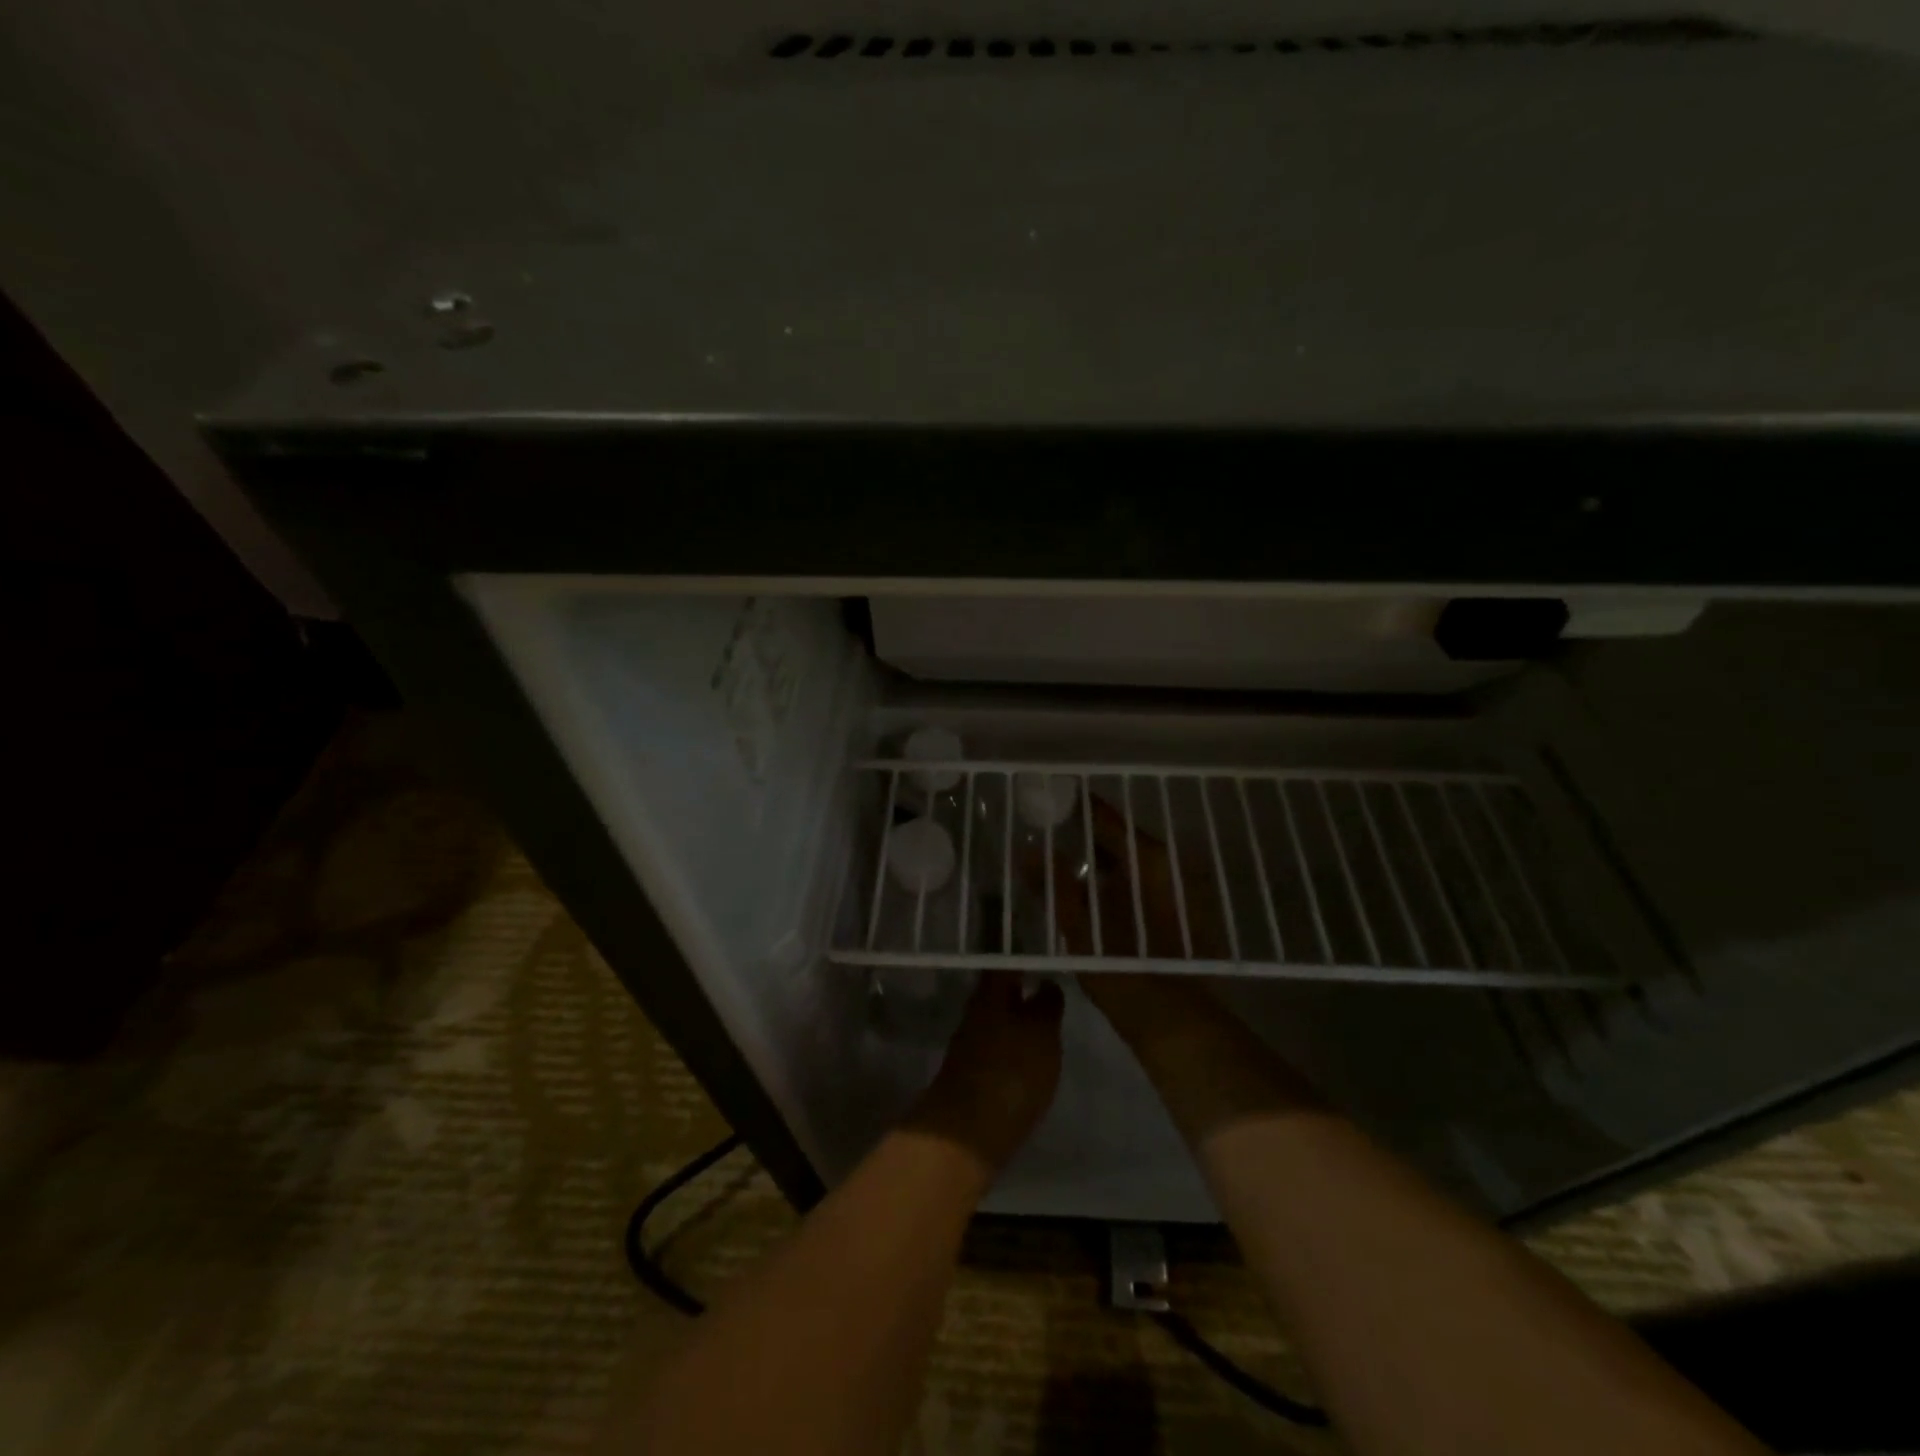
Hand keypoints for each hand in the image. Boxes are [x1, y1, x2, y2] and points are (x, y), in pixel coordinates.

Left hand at [907, 972, 1063, 1170]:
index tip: (1042, 954)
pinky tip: (1029, 1057)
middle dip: (1020, 989)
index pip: (1005, 963)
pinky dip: (1012, 1047)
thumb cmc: (1011, 1071)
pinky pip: (996, 1049)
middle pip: (998, 992)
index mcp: (990, 993)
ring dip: (1017, 1018)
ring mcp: (970, 1046)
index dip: (1022, 957)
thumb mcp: (1042, 1032)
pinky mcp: (971, 1077)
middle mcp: (975, 1013)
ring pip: (997, 1020)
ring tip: (1046, 1023)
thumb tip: (1048, 983)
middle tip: (1049, 987)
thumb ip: (1047, 1005)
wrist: (967, 1134)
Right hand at [1039, 798, 1231, 1039]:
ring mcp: (1179, 889)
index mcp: (1149, 860)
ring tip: (1065, 861)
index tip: (1052, 799)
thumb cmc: (1126, 972)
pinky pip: (1142, 883)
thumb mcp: (1081, 930)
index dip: (1079, 808)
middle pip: (1121, 839)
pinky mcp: (1182, 912)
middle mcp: (1168, 865)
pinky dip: (1118, 882)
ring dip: (1102, 860)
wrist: (1178, 1023)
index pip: (1107, 818)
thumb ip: (1055, 887)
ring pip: (1132, 862)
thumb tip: (1029, 850)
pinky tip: (1094, 894)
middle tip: (1051, 831)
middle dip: (1087, 835)